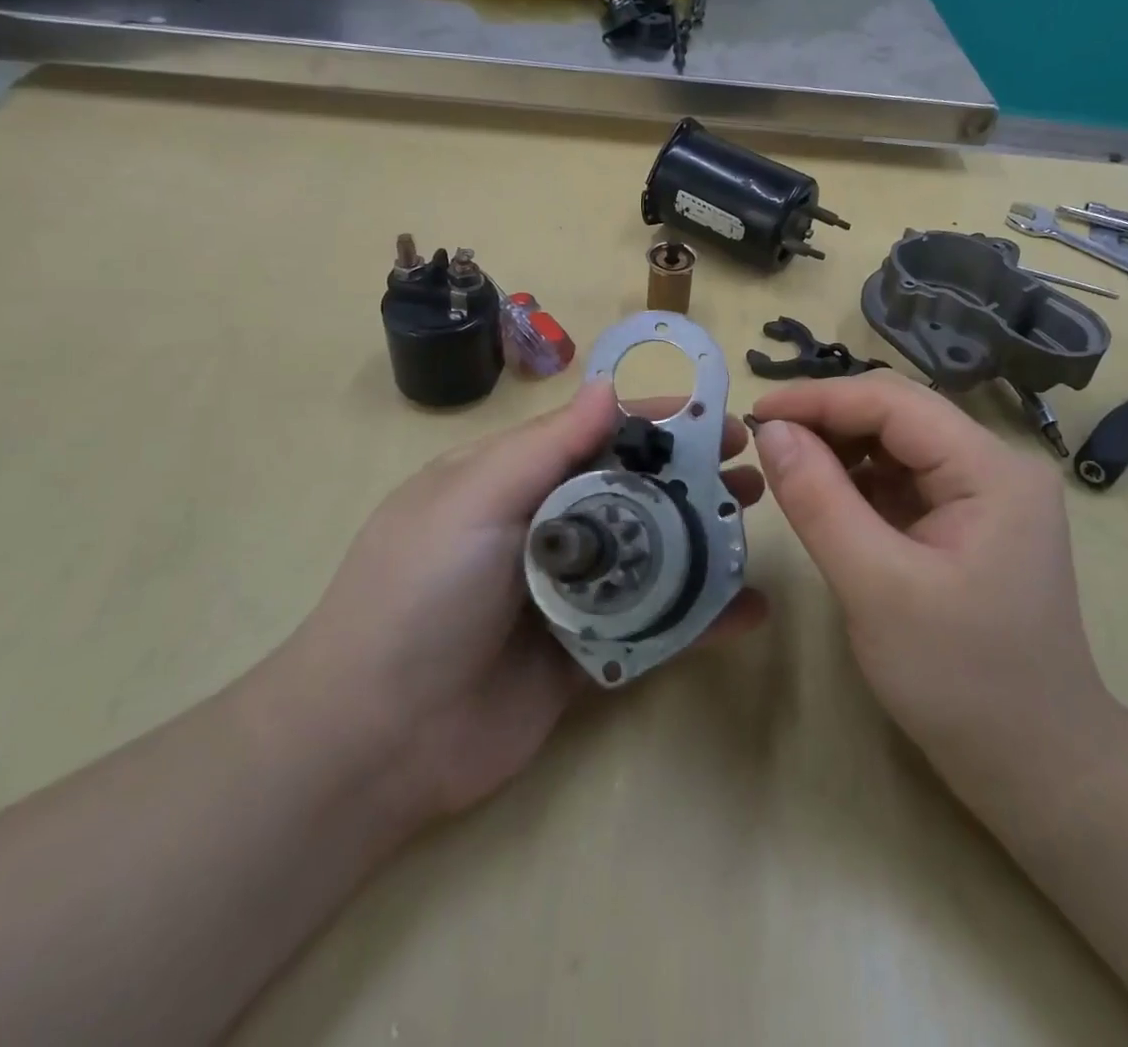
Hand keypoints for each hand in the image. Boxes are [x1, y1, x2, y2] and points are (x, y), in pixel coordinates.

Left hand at [271, 380, 766, 835]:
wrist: (375, 740)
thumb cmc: (420, 594)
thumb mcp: (473, 500)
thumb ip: (546, 446)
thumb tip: (607, 386)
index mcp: (514, 480)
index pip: (597, 435)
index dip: (658, 423)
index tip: (718, 419)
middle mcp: (548, 528)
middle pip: (634, 491)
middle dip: (692, 477)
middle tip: (751, 473)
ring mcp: (572, 593)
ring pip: (652, 554)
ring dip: (704, 538)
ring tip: (752, 524)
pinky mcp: (590, 653)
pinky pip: (655, 625)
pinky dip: (702, 617)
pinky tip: (750, 610)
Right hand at [752, 372, 1113, 819]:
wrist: (1037, 766)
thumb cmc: (960, 679)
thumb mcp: (875, 586)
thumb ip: (818, 500)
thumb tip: (771, 431)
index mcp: (992, 468)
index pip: (894, 402)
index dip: (820, 399)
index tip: (755, 414)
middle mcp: (996, 465)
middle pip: (899, 415)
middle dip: (828, 421)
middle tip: (765, 442)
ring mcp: (986, 494)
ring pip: (898, 445)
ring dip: (841, 449)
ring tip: (788, 468)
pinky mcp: (970, 521)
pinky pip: (905, 480)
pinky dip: (860, 482)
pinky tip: (826, 497)